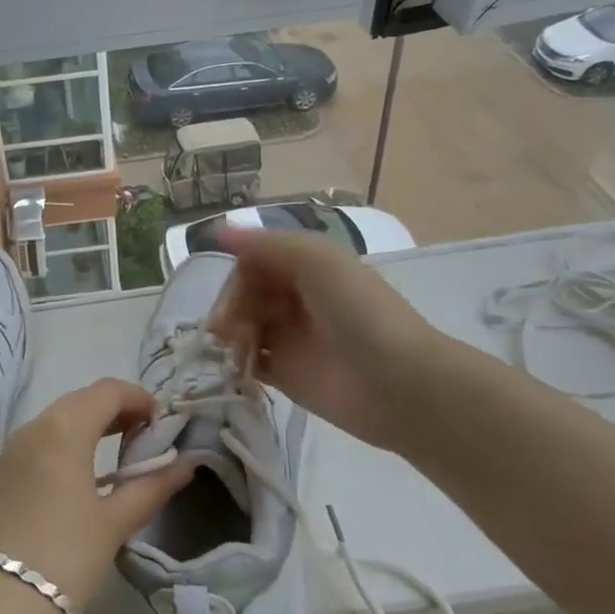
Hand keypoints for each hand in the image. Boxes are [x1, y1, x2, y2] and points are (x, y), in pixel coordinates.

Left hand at [0, 378, 192, 608]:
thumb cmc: (64, 556)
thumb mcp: (114, 523)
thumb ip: (152, 487)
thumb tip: (186, 464)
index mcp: (64, 428)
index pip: (108, 391)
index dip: (139, 398)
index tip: (162, 422)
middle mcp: (34, 426)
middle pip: (81, 400)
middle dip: (116, 410)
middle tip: (144, 438)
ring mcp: (11, 448)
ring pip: (57, 419)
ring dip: (90, 425)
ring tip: (118, 455)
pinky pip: (38, 440)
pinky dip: (65, 443)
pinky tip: (81, 475)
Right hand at [208, 226, 452, 448]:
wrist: (397, 383)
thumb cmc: (360, 312)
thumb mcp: (317, 260)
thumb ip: (266, 244)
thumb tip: (217, 230)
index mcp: (306, 266)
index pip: (254, 260)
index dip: (239, 273)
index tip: (232, 292)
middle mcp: (295, 298)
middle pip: (245, 292)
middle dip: (231, 305)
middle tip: (227, 327)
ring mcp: (290, 336)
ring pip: (242, 324)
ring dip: (230, 332)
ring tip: (237, 348)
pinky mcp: (286, 374)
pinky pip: (249, 360)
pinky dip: (237, 360)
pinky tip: (239, 365)